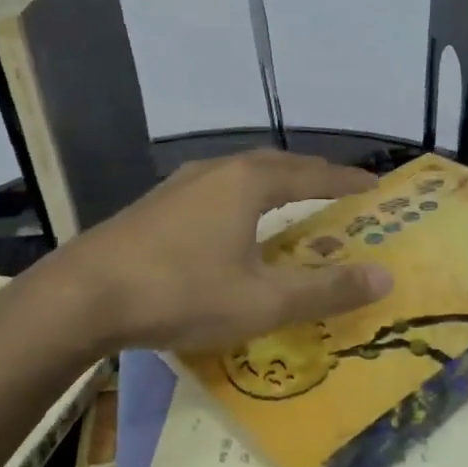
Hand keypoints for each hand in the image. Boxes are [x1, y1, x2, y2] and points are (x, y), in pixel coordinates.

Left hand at [56, 149, 393, 352]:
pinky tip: (234, 222)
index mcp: (248, 182)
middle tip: (339, 191)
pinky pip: (217, 190)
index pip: (313, 174)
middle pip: (278, 165)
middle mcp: (217, 171)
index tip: (376, 186)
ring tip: (293, 201)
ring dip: (275, 184)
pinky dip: (244, 198)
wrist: (82, 297)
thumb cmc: (180, 293)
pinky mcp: (156, 205)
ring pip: (242, 174)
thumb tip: (385, 276)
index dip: (347, 181)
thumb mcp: (262, 301)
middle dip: (313, 175)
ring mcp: (180, 185)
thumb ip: (325, 289)